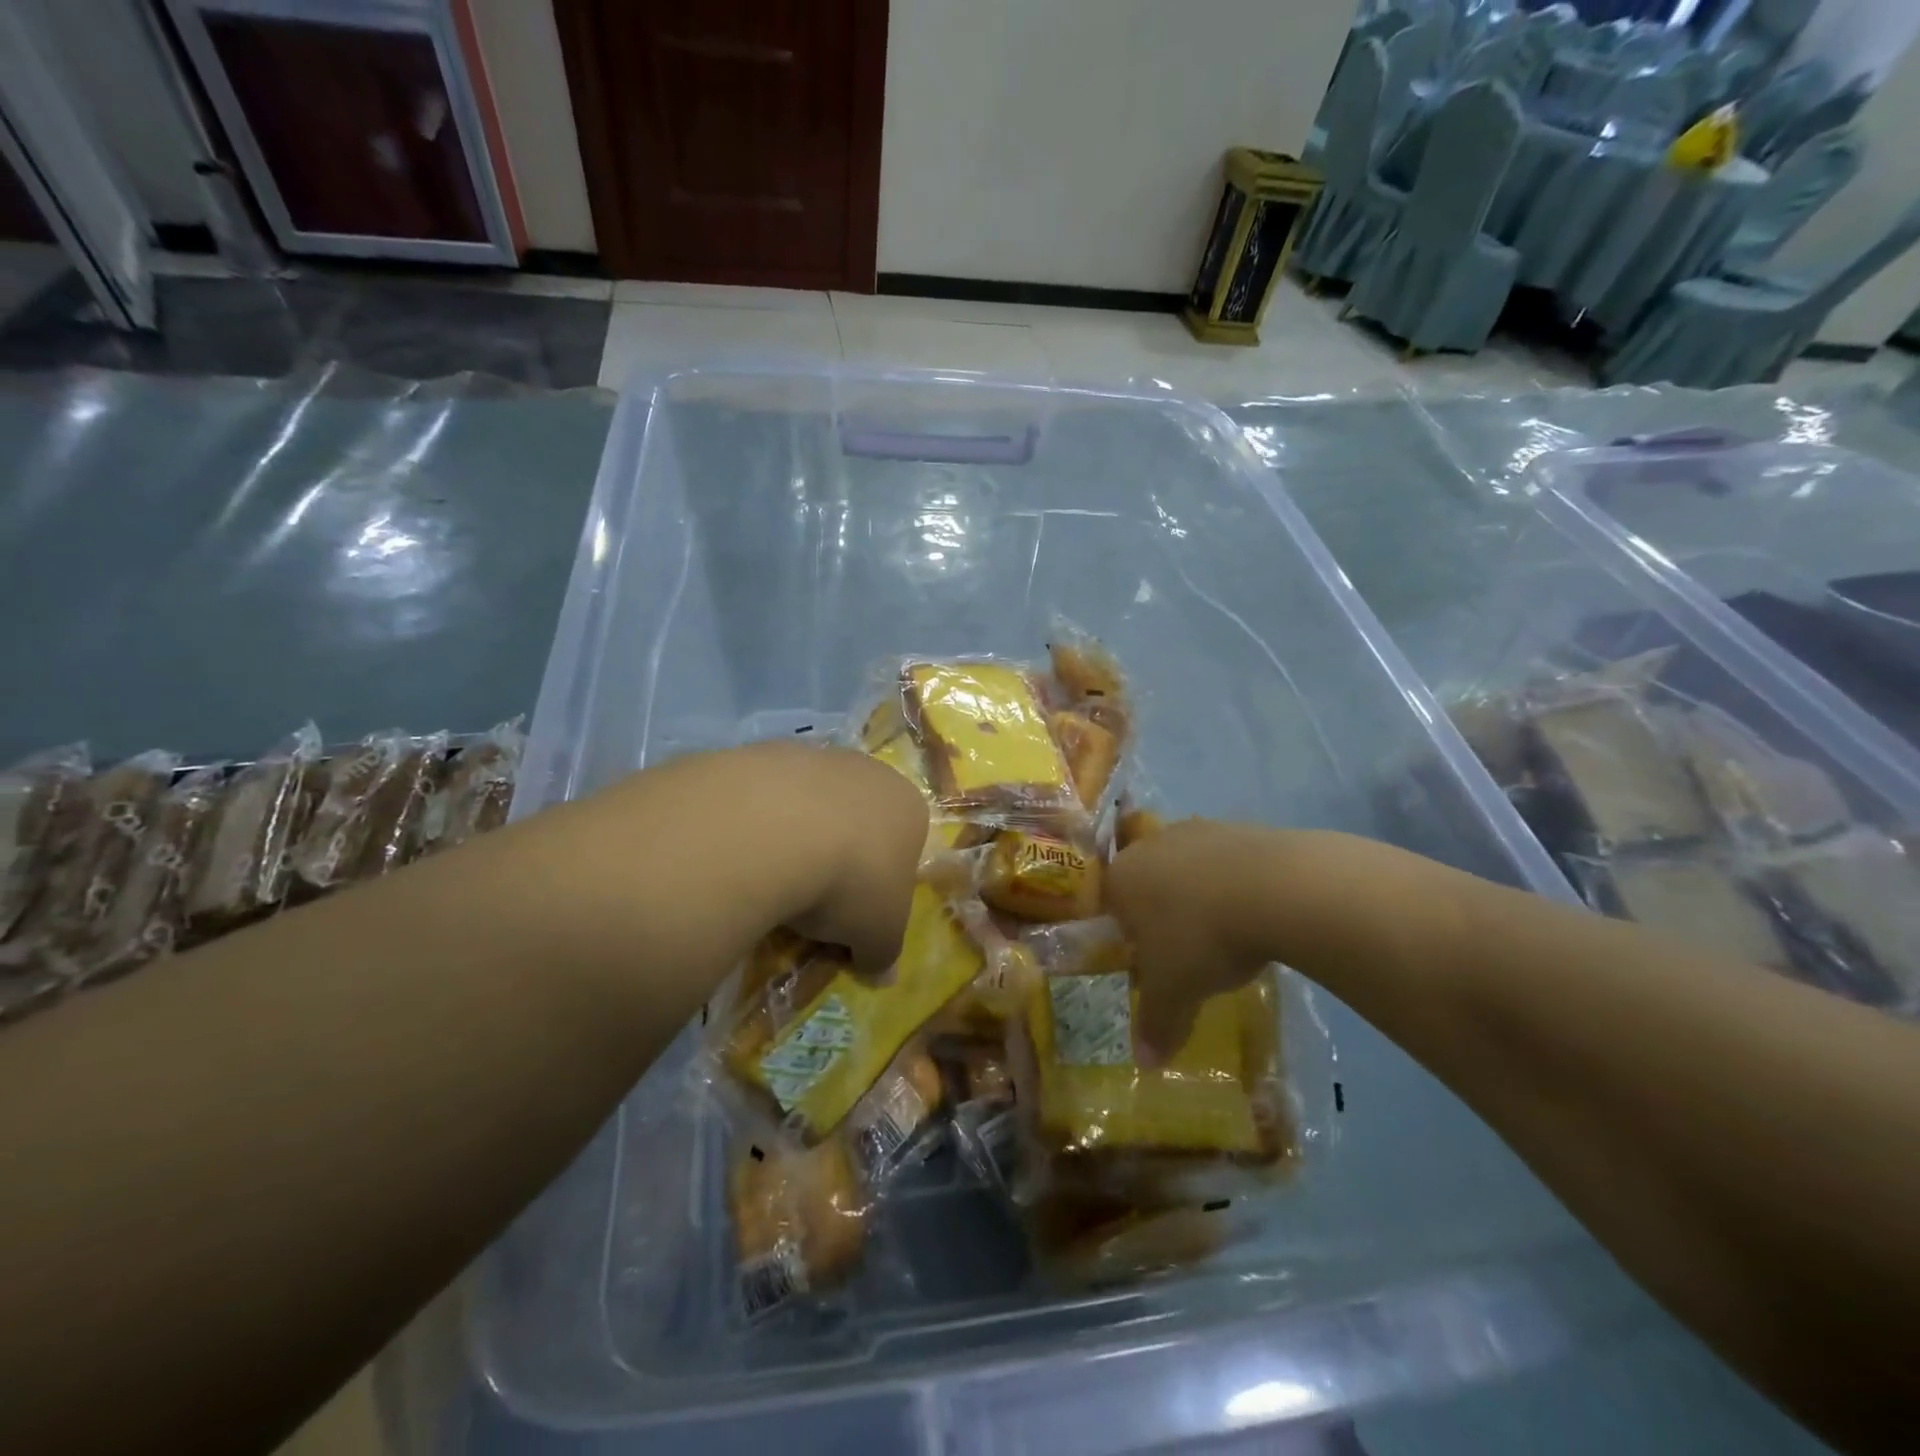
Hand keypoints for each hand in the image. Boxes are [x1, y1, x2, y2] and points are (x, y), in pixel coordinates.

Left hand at [750, 742, 928, 972]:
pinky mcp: (766, 751)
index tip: (856, 916)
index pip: (905, 847)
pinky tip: (744, 850)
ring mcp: (817, 756)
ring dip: (798, 836)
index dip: (883, 885)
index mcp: (909, 808)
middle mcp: (870, 771)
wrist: (775, 828)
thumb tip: (884, 976)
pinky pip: (767, 797)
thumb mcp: (878, 935)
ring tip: (772, 878)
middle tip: (814, 900)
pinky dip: (759, 822)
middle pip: (859, 821)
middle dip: (842, 856)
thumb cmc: (849, 882)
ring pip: (811, 804)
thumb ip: (883, 954)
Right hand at [1105, 819, 1279, 1063]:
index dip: (1128, 934)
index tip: (1152, 959)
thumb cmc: (1202, 938)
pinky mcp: (1239, 828)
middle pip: (1149, 882)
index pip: (1111, 904)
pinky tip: (1256, 913)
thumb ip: (1156, 1024)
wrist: (1276, 888)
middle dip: (1164, 913)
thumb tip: (1145, 1063)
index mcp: (1122, 879)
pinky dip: (1235, 883)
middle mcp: (1150, 846)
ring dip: (1201, 896)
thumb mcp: (1175, 992)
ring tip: (1228, 933)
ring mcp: (1196, 831)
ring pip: (1188, 868)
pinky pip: (1226, 861)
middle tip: (1188, 949)